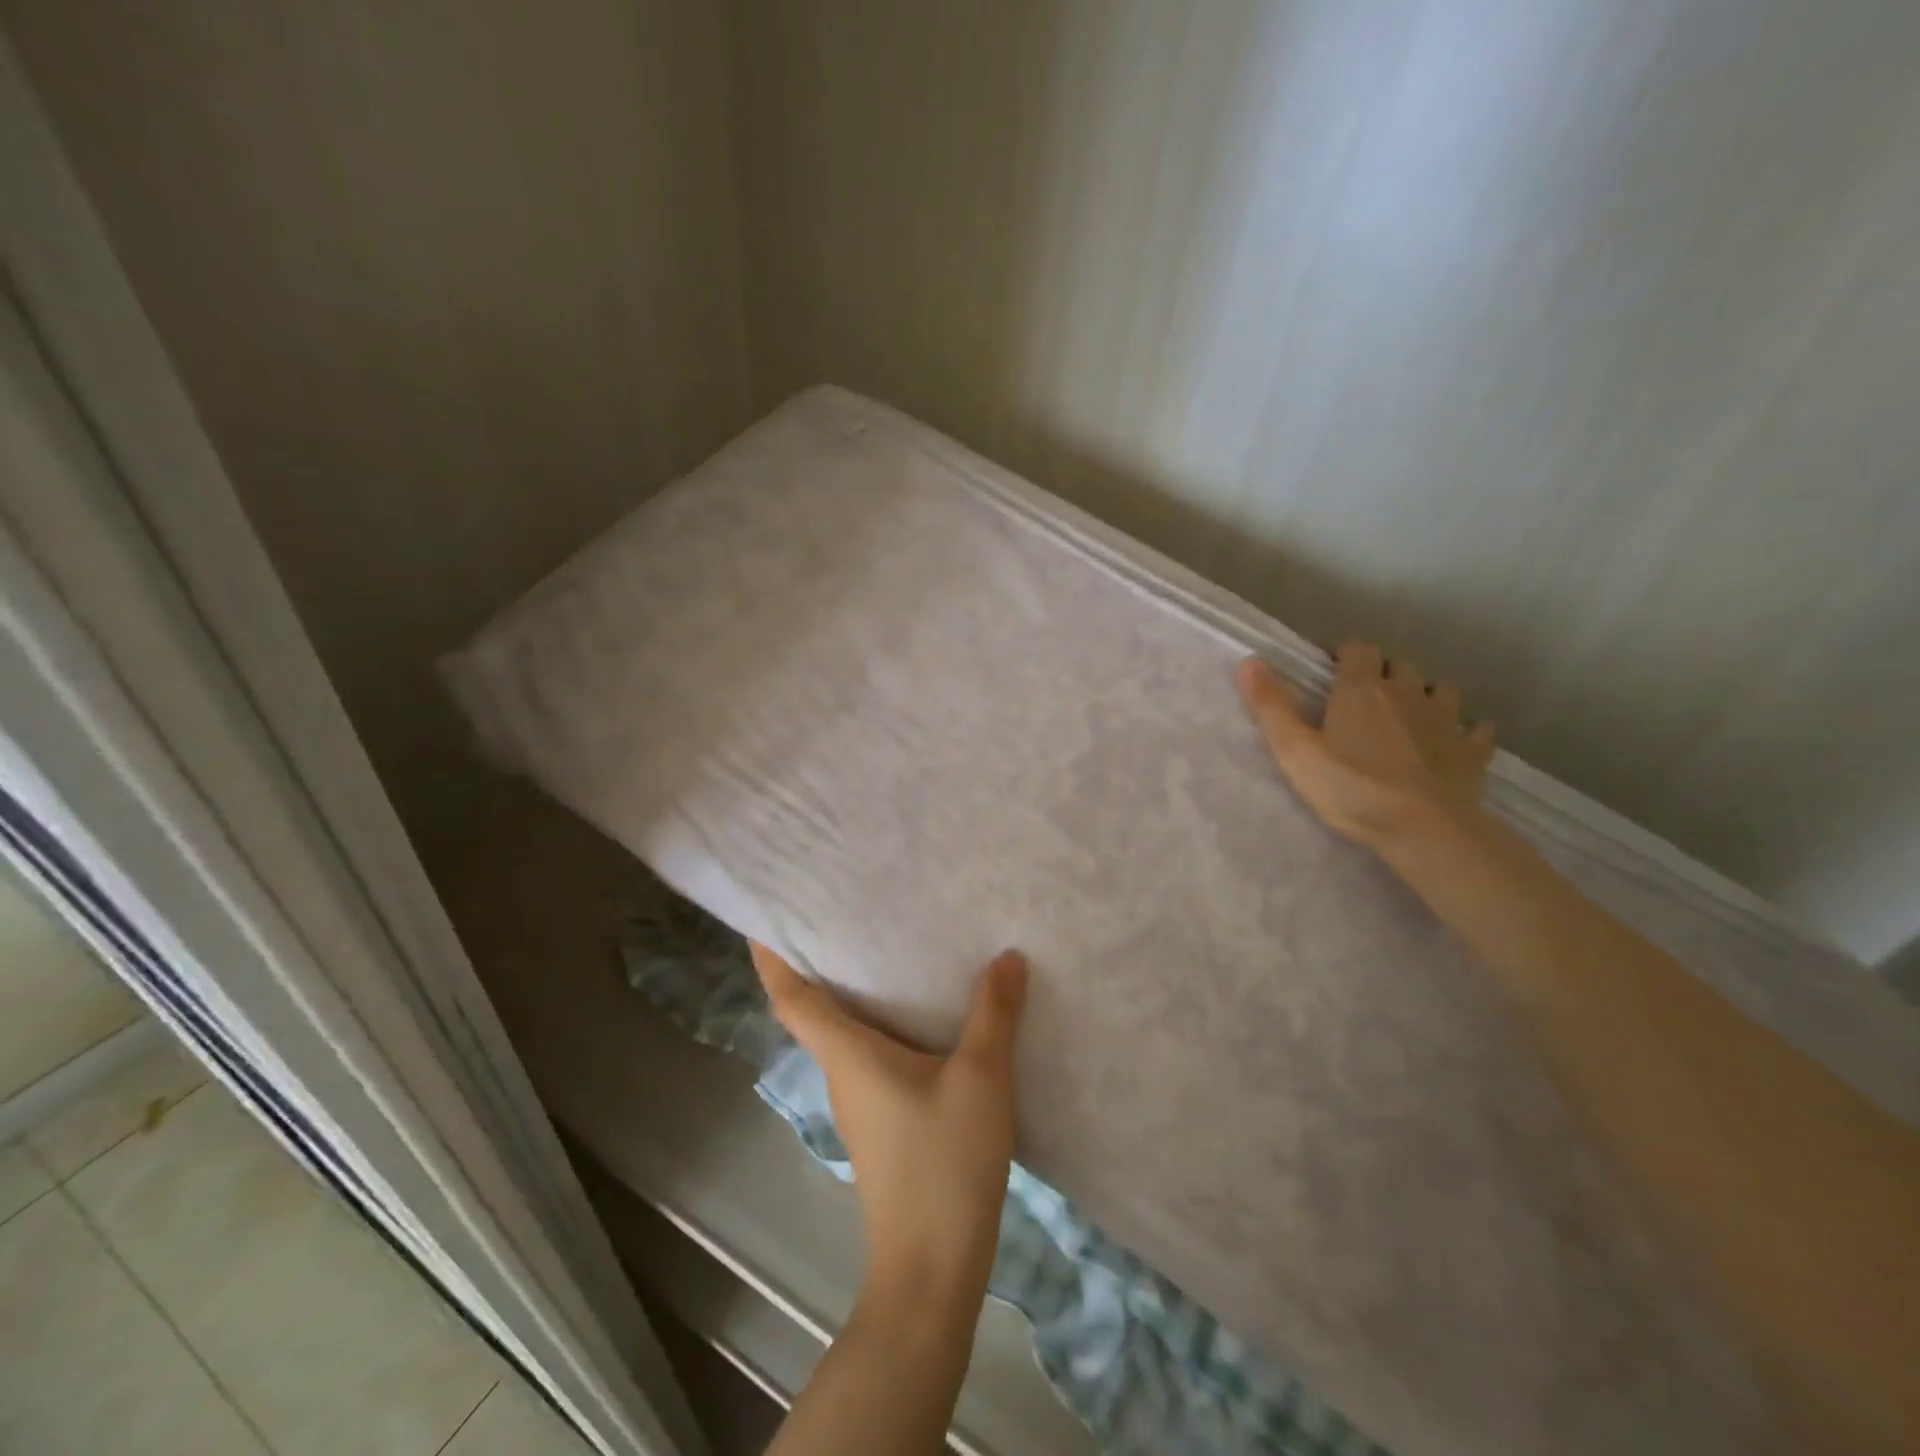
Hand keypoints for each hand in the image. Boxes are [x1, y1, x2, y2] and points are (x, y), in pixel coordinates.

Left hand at [749, 942, 1027, 1304]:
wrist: (933, 1267)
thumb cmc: (944, 1163)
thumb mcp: (980, 1078)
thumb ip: (993, 1014)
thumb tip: (1007, 957)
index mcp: (848, 1054)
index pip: (791, 997)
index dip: (771, 957)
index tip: (763, 918)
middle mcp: (842, 1072)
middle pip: (813, 1009)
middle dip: (817, 961)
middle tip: (838, 911)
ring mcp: (859, 1102)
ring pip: (843, 1034)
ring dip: (852, 992)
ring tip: (884, 949)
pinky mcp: (880, 1123)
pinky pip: (869, 1056)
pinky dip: (880, 1025)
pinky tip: (920, 1017)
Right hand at [1234, 641, 1495, 844]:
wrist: (1424, 828)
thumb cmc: (1351, 787)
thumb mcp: (1295, 751)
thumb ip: (1271, 706)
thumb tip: (1249, 661)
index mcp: (1362, 689)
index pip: (1358, 649)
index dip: (1344, 655)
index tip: (1331, 672)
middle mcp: (1407, 692)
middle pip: (1399, 665)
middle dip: (1383, 674)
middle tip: (1365, 698)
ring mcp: (1446, 720)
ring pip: (1440, 689)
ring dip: (1425, 694)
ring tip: (1409, 715)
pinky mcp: (1472, 751)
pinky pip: (1476, 729)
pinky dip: (1466, 729)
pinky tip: (1456, 741)